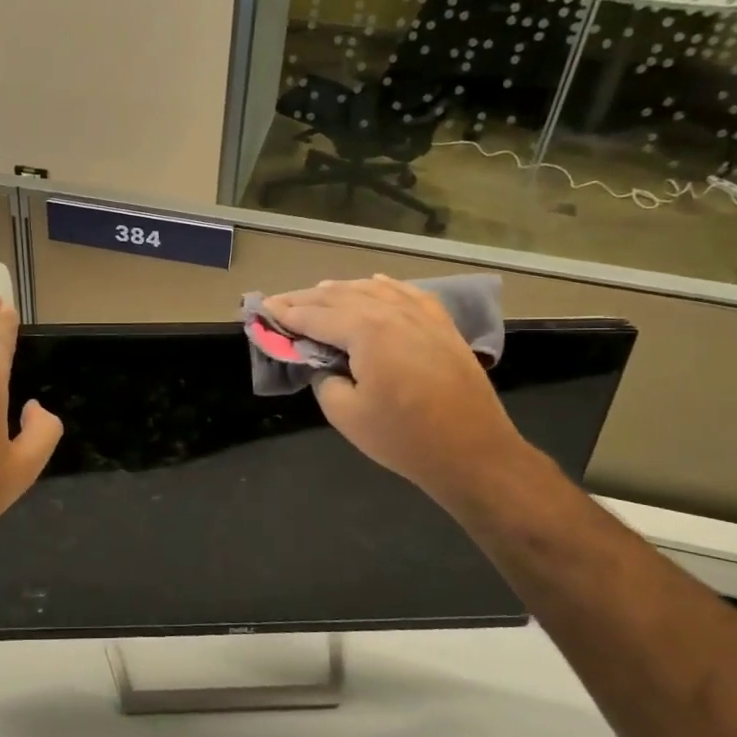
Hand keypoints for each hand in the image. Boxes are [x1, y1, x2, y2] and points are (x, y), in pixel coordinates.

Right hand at [262, 275, 524, 507]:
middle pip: (341, 296)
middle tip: (281, 303)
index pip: (316, 315)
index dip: (287, 314)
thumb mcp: (346, 414)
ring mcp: (422, 316)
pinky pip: (406, 294)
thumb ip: (324, 380)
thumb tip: (323, 363)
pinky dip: (383, 288)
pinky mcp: (442, 326)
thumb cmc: (404, 437)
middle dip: (307, 299)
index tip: (263, 309)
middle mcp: (393, 312)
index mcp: (367, 330)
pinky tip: (373, 284)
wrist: (473, 451)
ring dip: (341, 291)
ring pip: (373, 290)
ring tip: (317, 294)